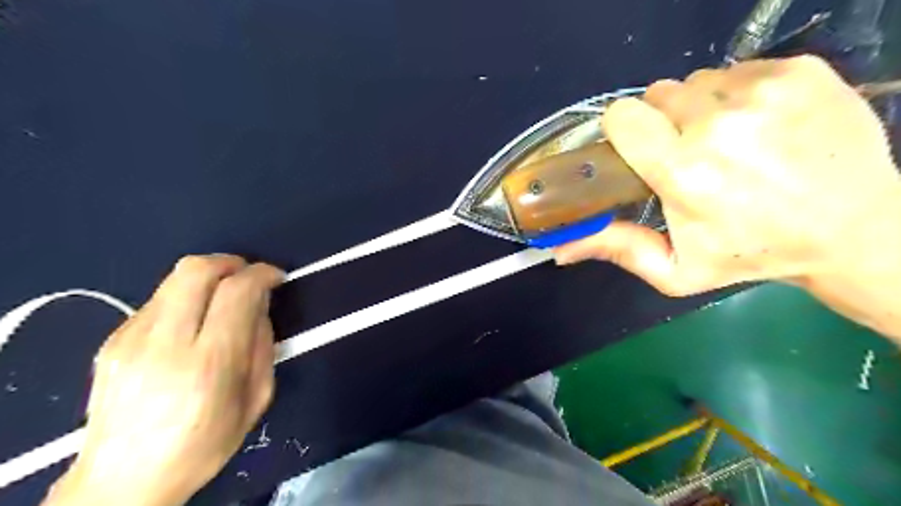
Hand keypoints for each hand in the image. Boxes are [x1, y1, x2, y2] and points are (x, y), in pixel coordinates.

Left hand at [43, 257, 282, 505]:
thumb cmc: (203, 444)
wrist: (121, 481)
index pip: (237, 292)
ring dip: (209, 277)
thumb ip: (263, 345)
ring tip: (223, 298)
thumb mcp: (256, 399)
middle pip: (196, 270)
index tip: (275, 276)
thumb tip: (260, 305)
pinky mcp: (112, 340)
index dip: (262, 274)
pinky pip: (158, 300)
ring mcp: (130, 340)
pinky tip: (192, 322)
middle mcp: (164, 344)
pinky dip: (185, 298)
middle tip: (248, 275)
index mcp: (209, 364)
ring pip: (174, 279)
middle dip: (231, 262)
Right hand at [558, 56, 899, 298]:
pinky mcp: (799, 71)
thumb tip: (559, 250)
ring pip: (698, 82)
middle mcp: (719, 124)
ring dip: (700, 109)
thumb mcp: (676, 270)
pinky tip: (761, 127)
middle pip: (657, 96)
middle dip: (663, 123)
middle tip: (688, 154)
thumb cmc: (751, 255)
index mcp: (683, 172)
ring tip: (728, 143)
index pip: (623, 116)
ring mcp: (763, 91)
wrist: (853, 231)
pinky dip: (739, 95)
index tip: (639, 149)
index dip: (624, 130)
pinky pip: (739, 70)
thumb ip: (617, 250)